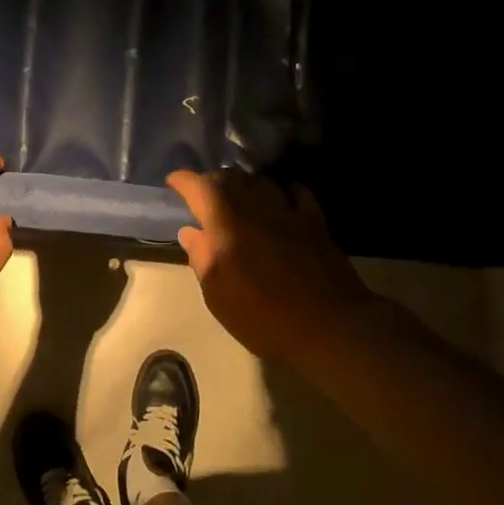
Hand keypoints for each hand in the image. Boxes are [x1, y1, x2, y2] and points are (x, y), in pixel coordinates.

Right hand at [166, 169, 374, 365]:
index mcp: (227, 225)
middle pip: (232, 178)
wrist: (329, 326)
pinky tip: (280, 200)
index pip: (201, 188)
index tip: (174, 182)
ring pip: (262, 181)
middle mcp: (257, 209)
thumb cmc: (264, 317)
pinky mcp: (316, 223)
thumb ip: (202, 258)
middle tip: (202, 193)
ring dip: (245, 183)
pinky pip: (296, 193)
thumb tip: (190, 231)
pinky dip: (281, 190)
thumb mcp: (219, 297)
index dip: (184, 180)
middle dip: (212, 180)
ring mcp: (290, 213)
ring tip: (236, 195)